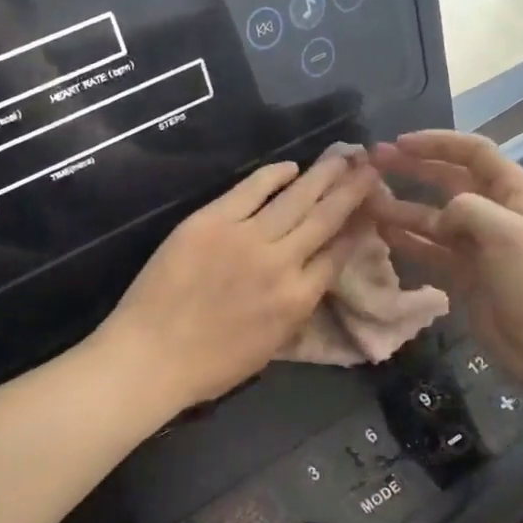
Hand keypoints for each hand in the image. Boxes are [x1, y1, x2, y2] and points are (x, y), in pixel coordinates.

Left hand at [97, 151, 379, 413]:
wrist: (151, 357)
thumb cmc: (210, 366)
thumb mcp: (271, 346)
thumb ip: (296, 307)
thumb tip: (311, 276)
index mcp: (298, 300)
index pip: (338, 255)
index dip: (358, 229)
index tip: (370, 210)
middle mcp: (281, 263)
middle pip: (325, 218)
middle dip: (352, 191)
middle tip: (371, 168)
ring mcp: (246, 238)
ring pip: (296, 198)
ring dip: (324, 175)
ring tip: (345, 156)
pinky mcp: (211, 221)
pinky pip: (251, 189)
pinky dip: (274, 175)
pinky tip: (291, 166)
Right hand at [368, 131, 522, 403]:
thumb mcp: (508, 234)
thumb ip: (468, 209)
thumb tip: (441, 213)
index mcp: (515, 193)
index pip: (473, 153)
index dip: (437, 143)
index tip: (400, 143)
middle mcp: (495, 213)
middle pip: (449, 181)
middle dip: (413, 169)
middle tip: (374, 164)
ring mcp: (478, 245)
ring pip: (433, 217)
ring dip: (403, 207)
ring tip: (368, 201)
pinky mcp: (464, 274)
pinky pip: (430, 249)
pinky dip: (408, 241)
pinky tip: (382, 233)